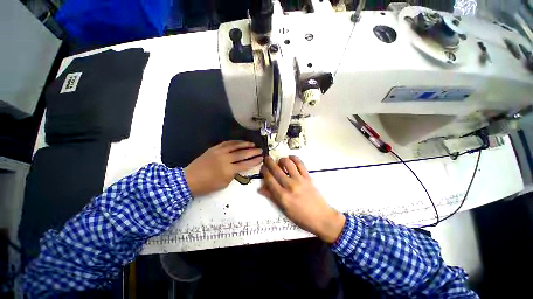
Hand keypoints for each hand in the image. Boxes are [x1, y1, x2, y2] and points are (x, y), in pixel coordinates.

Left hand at [184, 141, 262, 196]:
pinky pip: (226, 143)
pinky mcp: (214, 149)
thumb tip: (238, 167)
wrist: (189, 179)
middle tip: (260, 150)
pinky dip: (234, 142)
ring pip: (235, 146)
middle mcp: (225, 159)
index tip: (261, 158)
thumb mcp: (224, 183)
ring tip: (252, 144)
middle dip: (253, 152)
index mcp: (228, 170)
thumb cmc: (207, 185)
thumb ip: (233, 174)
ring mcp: (219, 152)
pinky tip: (240, 142)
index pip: (245, 164)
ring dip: (245, 144)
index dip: (255, 161)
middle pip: (242, 154)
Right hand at [258, 156, 345, 243]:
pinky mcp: (308, 177)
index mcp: (282, 196)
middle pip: (276, 169)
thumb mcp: (283, 209)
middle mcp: (289, 186)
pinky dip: (294, 158)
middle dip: (269, 162)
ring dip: (281, 159)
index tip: (262, 168)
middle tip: (266, 159)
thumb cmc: (300, 217)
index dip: (264, 171)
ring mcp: (299, 180)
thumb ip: (271, 197)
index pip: (269, 179)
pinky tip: (291, 158)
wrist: (321, 217)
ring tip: (279, 161)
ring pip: (288, 163)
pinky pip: (300, 164)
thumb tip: (260, 188)